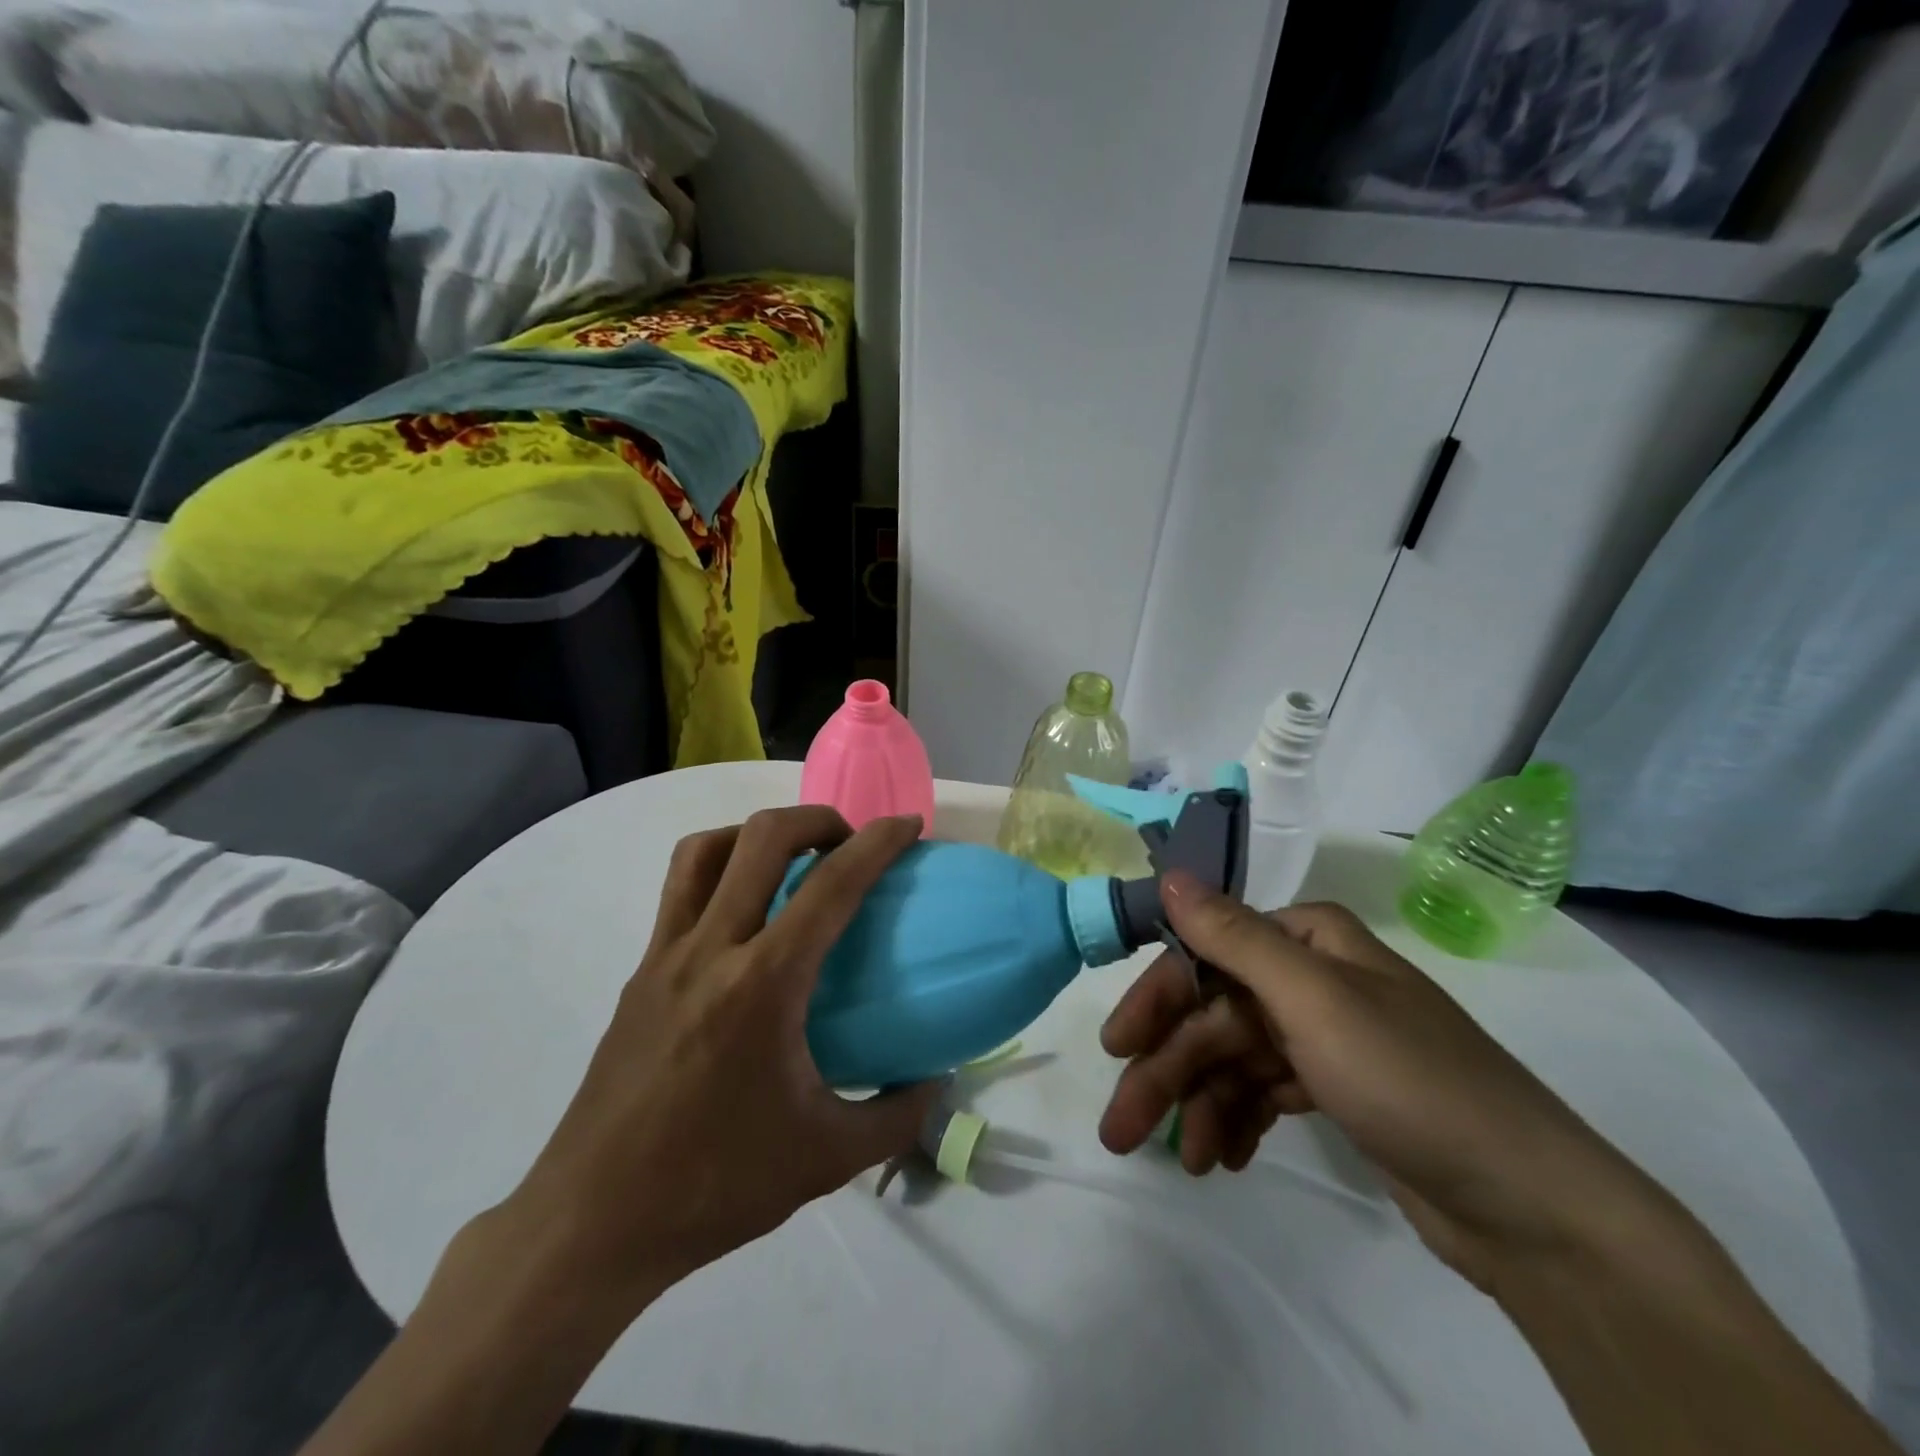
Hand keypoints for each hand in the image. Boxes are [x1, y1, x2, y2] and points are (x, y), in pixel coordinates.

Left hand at [497, 806, 937, 1313]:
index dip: (877, 843)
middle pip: (761, 838)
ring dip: (757, 834)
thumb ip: (897, 1116)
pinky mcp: (639, 974)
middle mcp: (710, 951)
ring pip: (705, 850)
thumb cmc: (715, 1185)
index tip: (908, 825)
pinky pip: (680, 891)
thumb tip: (937, 1079)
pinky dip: (721, 871)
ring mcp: (664, 957)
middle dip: (817, 819)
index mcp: (762, 985)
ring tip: (791, 861)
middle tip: (849, 842)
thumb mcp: (827, 1159)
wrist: (591, 1223)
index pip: (830, 886)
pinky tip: (744, 919)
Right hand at [1099, 875, 1675, 1294]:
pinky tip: (1227, 1157)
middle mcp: (1311, 977)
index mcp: (1307, 940)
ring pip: (1234, 1058)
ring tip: (1188, 1161)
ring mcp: (1324, 1034)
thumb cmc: (1411, 1081)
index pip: (1206, 955)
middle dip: (1168, 1069)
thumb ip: (1233, 938)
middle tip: (1122, 1127)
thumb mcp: (1313, 1002)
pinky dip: (1239, 1119)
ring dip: (1201, 1104)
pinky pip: (1265, 1091)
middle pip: (1215, 1014)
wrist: (1531, 1208)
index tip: (1117, 1048)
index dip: (1157, 1000)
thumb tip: (1169, 875)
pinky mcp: (1337, 1087)